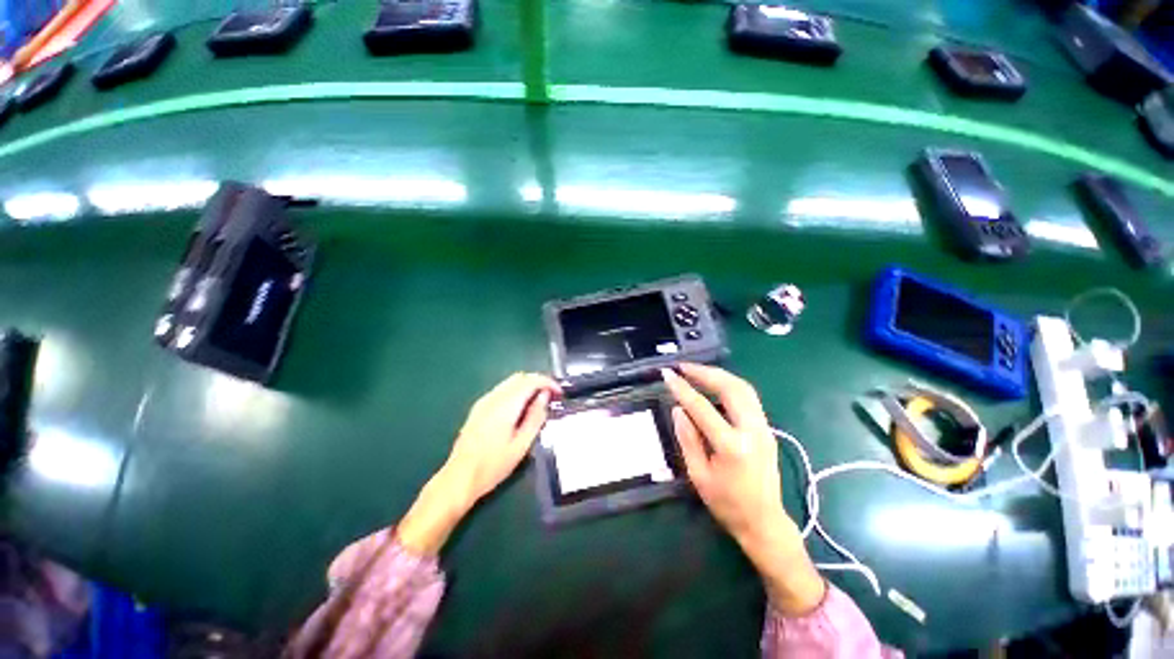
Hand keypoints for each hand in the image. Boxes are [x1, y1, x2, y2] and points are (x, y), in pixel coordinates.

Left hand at [444, 372, 560, 504]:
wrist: (459, 478)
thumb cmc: (493, 466)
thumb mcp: (521, 445)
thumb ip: (535, 417)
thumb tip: (545, 397)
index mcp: (505, 405)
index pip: (531, 381)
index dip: (548, 382)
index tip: (559, 393)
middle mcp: (493, 397)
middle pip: (519, 377)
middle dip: (538, 382)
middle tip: (551, 396)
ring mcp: (483, 401)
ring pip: (509, 382)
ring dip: (527, 386)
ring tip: (538, 402)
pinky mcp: (478, 408)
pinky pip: (501, 390)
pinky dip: (515, 392)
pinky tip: (520, 408)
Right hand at [662, 363, 824, 614]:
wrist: (764, 522)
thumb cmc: (727, 504)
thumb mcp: (699, 475)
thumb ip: (688, 438)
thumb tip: (678, 409)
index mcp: (732, 446)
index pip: (702, 407)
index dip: (682, 388)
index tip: (668, 375)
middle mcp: (753, 431)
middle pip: (731, 388)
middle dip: (705, 372)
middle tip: (683, 367)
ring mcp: (764, 428)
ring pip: (743, 388)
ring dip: (719, 375)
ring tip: (696, 371)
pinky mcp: (767, 428)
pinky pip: (748, 397)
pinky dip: (729, 385)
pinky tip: (714, 385)